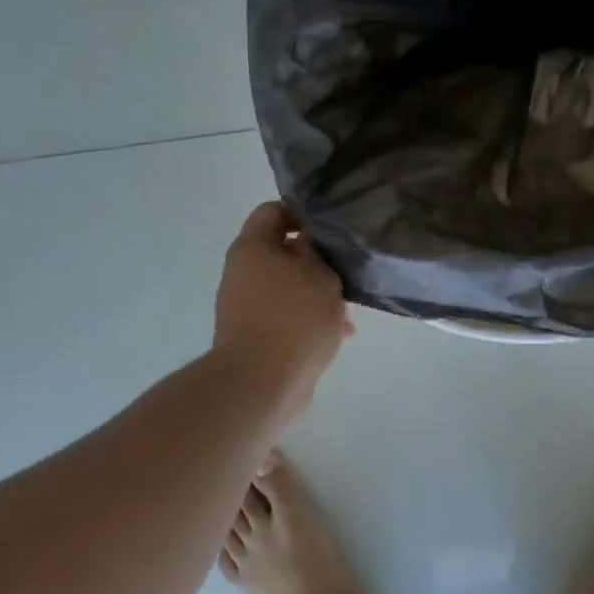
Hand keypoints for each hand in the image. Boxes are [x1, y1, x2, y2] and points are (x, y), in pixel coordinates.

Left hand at [213, 202, 352, 420]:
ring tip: (349, 310)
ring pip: (290, 287)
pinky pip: (289, 317)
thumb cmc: (294, 319)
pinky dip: (311, 320)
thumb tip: (309, 240)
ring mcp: (248, 306)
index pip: (274, 210)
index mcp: (252, 247)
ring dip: (318, 294)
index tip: (334, 226)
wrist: (262, 383)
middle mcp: (244, 273)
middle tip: (347, 268)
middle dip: (317, 260)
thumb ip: (318, 250)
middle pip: (283, 251)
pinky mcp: (258, 336)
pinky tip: (341, 335)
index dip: (304, 212)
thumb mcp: (319, 274)